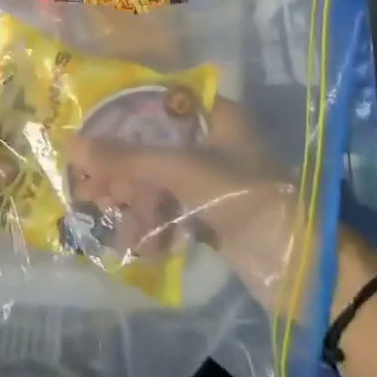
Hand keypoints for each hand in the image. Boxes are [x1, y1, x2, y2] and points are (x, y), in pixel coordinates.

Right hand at [64, 121, 306, 311]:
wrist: (307, 273)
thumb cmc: (249, 201)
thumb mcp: (184, 173)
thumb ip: (128, 159)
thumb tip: (70, 143)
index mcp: (217, 117)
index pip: (157, 102)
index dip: (120, 114)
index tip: (85, 128)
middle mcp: (213, 143)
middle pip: (153, 146)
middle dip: (123, 170)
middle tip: (89, 188)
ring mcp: (213, 181)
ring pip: (158, 182)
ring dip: (135, 204)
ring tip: (114, 225)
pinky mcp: (213, 215)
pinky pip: (171, 211)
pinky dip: (154, 225)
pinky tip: (143, 246)